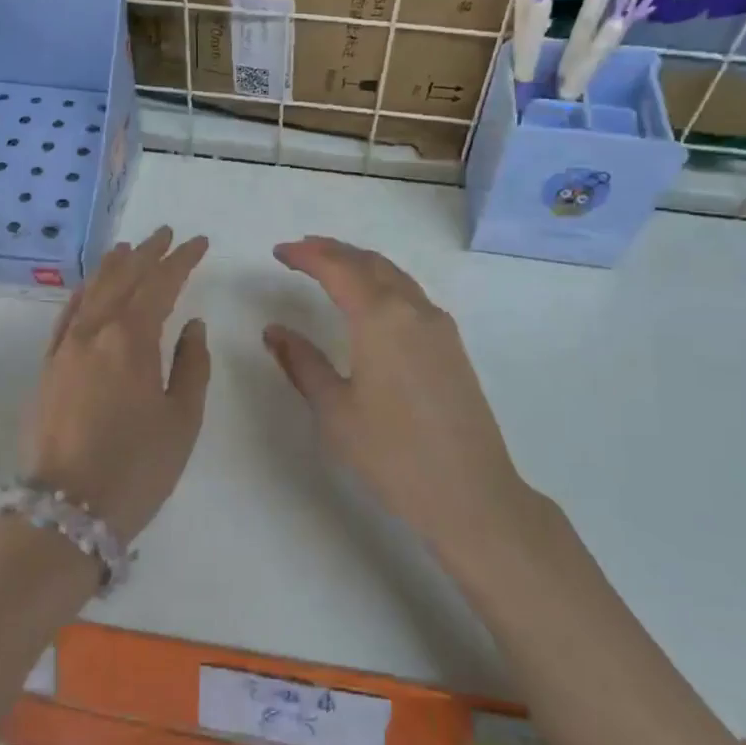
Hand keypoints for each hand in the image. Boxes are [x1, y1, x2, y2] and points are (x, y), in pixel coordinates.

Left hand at [22, 227, 210, 545]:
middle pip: (122, 279)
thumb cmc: (136, 467)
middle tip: (166, 234)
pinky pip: (66, 316)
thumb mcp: (182, 419)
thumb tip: (191, 326)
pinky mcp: (46, 368)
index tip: (198, 243)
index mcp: (131, 339)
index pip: (160, 284)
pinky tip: (89, 291)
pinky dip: (83, 294)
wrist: (65, 512)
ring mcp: (64, 349)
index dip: (181, 259)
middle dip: (147, 254)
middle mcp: (93, 332)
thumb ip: (191, 365)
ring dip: (112, 267)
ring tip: (128, 249)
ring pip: (91, 292)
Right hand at [264, 236, 523, 554]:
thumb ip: (303, 363)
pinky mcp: (452, 346)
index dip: (307, 255)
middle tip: (302, 251)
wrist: (471, 494)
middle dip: (334, 250)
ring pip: (395, 276)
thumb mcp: (335, 411)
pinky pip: (411, 295)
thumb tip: (274, 331)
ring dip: (361, 264)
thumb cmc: (393, 454)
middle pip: (370, 262)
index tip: (279, 251)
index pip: (338, 269)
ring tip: (331, 267)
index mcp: (381, 318)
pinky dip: (383, 283)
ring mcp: (439, 326)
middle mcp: (413, 310)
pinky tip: (370, 302)